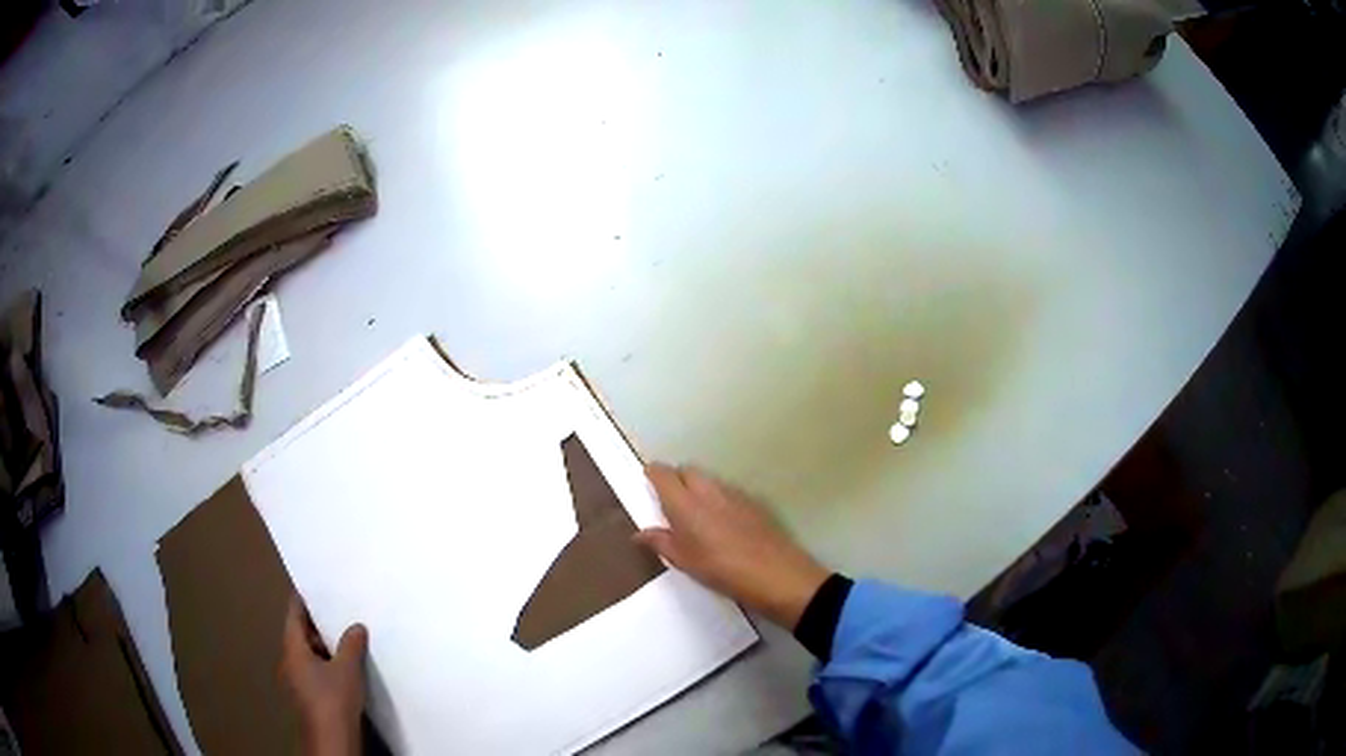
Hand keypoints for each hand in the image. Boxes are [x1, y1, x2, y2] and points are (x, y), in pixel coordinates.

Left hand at [279, 596, 368, 755]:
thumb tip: (356, 626)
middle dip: (318, 624)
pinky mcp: (309, 695)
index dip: (303, 599)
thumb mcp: (347, 668)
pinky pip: (315, 669)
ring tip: (346, 637)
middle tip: (338, 610)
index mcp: (292, 648)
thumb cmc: (333, 697)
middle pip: (300, 634)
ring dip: (324, 645)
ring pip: (309, 653)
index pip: (294, 614)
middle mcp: (290, 660)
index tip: (314, 585)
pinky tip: (346, 666)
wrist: (332, 737)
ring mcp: (298, 679)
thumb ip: (351, 644)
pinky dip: (327, 662)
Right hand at [637, 463, 829, 628]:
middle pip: (687, 470)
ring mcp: (734, 493)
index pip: (663, 474)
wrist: (776, 575)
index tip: (647, 482)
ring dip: (698, 488)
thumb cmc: (722, 571)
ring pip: (708, 480)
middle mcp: (708, 490)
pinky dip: (718, 498)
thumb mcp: (685, 563)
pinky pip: (727, 491)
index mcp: (685, 503)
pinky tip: (722, 522)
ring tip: (695, 515)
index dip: (653, 474)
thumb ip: (661, 543)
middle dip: (676, 479)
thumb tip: (640, 533)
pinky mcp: (753, 502)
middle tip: (669, 503)